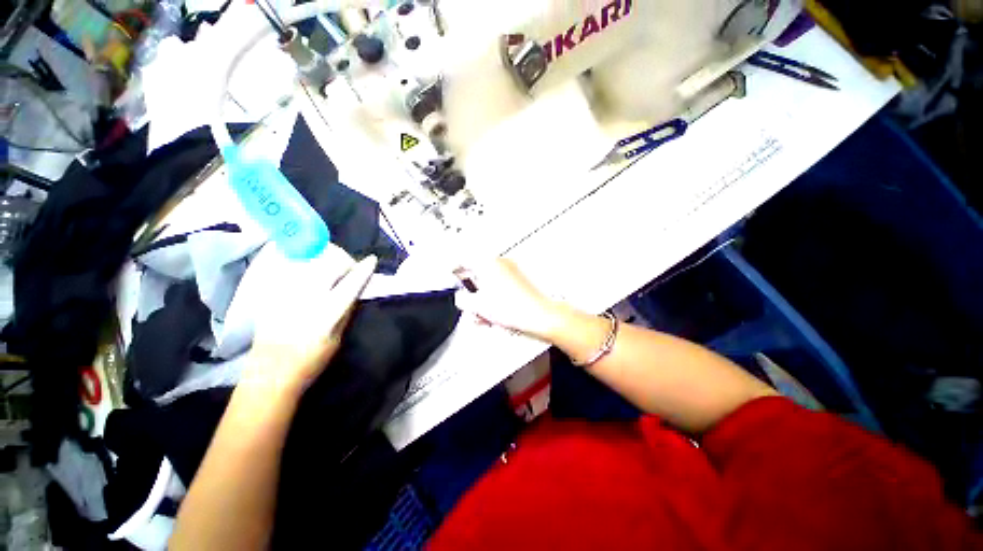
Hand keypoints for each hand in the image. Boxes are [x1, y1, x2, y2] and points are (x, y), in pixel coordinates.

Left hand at [245, 246, 377, 392]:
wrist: (268, 373)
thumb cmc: (310, 362)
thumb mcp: (337, 339)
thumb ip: (346, 311)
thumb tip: (355, 290)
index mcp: (325, 315)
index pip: (350, 284)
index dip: (363, 270)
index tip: (371, 260)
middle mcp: (305, 299)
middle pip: (328, 264)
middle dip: (343, 259)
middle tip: (348, 266)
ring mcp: (285, 294)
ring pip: (309, 261)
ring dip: (324, 257)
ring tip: (330, 264)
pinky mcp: (270, 294)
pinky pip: (290, 267)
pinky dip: (304, 262)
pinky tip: (309, 268)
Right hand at [454, 258, 566, 340]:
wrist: (540, 315)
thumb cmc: (513, 307)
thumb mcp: (478, 305)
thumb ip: (462, 300)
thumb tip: (461, 298)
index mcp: (487, 262)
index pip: (462, 260)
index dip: (452, 269)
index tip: (448, 276)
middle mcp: (499, 262)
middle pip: (476, 274)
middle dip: (471, 292)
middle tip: (470, 305)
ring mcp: (511, 270)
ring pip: (488, 283)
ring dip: (482, 298)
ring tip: (484, 316)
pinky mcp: (518, 280)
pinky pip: (499, 286)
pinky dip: (494, 297)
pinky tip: (495, 314)